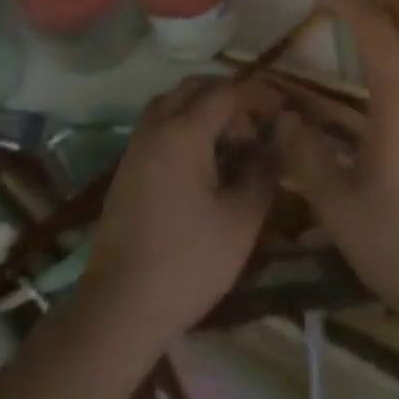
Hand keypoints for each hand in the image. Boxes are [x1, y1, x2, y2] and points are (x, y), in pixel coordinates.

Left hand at [79, 78, 278, 350]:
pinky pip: (159, 123)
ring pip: (173, 102)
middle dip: (229, 96)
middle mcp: (157, 127)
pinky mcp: (127, 167)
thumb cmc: (186, 265)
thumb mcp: (240, 223)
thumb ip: (264, 172)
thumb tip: (280, 138)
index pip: (227, 92)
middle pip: (196, 87)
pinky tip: (201, 160)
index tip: (281, 107)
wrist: (118, 311)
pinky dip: (183, 123)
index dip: (257, 94)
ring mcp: (136, 145)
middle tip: (254, 124)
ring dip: (203, 107)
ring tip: (229, 139)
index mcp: (184, 132)